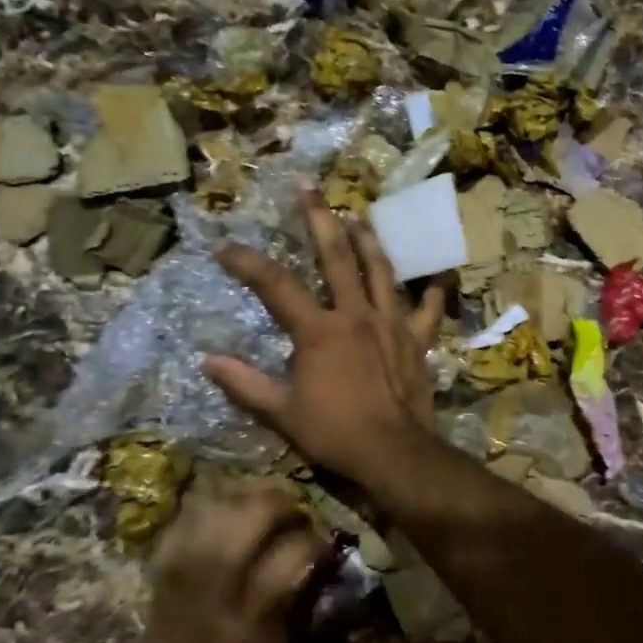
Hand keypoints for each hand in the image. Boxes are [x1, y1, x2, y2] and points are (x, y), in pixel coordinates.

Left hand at [105, 483, 325, 642]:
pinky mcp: (161, 575)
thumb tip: (330, 572)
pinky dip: (205, 508)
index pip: (291, 556)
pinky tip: (224, 513)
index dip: (316, 541)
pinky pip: (181, 523)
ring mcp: (183, 577)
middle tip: (296, 510)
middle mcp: (216, 589)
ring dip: (243, 497)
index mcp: (253, 621)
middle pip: (246, 519)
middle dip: (279, 502)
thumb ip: (309, 619)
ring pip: (212, 510)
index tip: (327, 543)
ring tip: (263, 503)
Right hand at [203, 190, 444, 485]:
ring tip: (360, 217)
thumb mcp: (281, 413)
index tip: (225, 247)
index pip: (275, 286)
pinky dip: (432, 290)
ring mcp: (392, 324)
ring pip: (381, 271)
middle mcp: (356, 315)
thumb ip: (244, 385)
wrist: (393, 453)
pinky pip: (429, 309)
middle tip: (309, 189)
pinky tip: (435, 272)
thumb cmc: (334, 433)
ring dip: (369, 241)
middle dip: (319, 220)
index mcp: (318, 330)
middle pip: (336, 257)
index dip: (247, 263)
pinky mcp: (417, 340)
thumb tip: (207, 362)